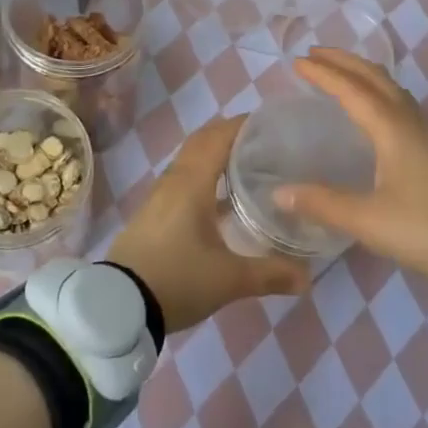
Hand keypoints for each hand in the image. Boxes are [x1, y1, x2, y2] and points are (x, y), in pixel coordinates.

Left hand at [108, 115, 309, 332]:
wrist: (119, 304)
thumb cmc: (177, 279)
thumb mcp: (229, 280)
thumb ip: (270, 273)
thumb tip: (307, 277)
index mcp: (192, 182)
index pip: (218, 136)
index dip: (243, 125)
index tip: (271, 123)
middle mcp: (174, 179)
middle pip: (202, 141)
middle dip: (231, 135)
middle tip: (265, 142)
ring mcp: (160, 195)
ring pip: (190, 159)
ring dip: (215, 153)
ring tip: (247, 164)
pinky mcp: (153, 212)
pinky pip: (182, 178)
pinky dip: (203, 174)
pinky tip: (221, 197)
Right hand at [276, 49, 427, 287]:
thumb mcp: (368, 220)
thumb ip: (323, 203)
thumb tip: (279, 193)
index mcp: (392, 130)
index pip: (351, 90)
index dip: (323, 74)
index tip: (297, 61)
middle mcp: (411, 125)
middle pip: (377, 79)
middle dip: (346, 62)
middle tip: (316, 53)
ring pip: (394, 92)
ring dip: (366, 76)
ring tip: (344, 75)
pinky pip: (404, 109)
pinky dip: (382, 96)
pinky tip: (378, 117)